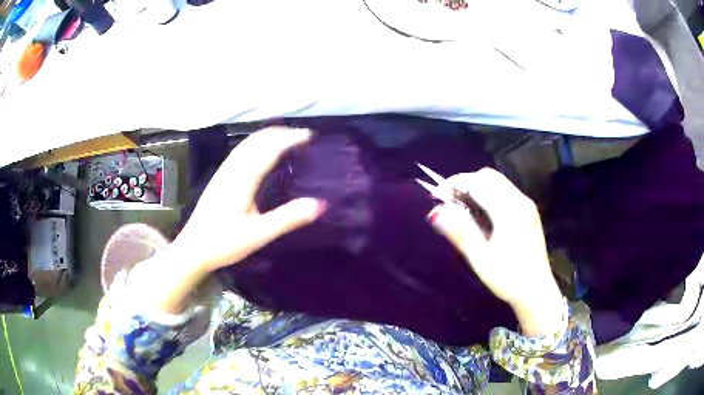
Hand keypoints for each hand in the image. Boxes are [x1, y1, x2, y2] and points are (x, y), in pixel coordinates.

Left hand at [137, 127, 324, 314]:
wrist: (192, 249)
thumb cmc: (224, 243)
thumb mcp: (259, 234)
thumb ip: (288, 218)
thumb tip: (320, 204)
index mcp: (243, 179)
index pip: (269, 149)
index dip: (290, 138)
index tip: (310, 137)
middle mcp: (232, 169)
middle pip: (257, 140)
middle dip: (280, 133)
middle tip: (302, 136)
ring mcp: (223, 172)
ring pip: (247, 143)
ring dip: (268, 136)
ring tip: (286, 139)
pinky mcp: (218, 178)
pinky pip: (240, 151)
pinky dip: (257, 144)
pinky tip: (260, 153)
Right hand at [428, 168, 563, 335]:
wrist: (537, 291)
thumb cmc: (508, 278)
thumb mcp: (480, 259)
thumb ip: (460, 231)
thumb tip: (436, 211)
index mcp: (509, 211)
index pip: (478, 182)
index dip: (455, 184)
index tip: (437, 195)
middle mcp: (520, 200)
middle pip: (488, 176)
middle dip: (466, 182)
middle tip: (449, 201)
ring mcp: (527, 204)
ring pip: (498, 181)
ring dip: (478, 186)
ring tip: (462, 206)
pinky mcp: (529, 211)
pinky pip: (506, 191)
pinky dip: (489, 193)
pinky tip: (482, 212)